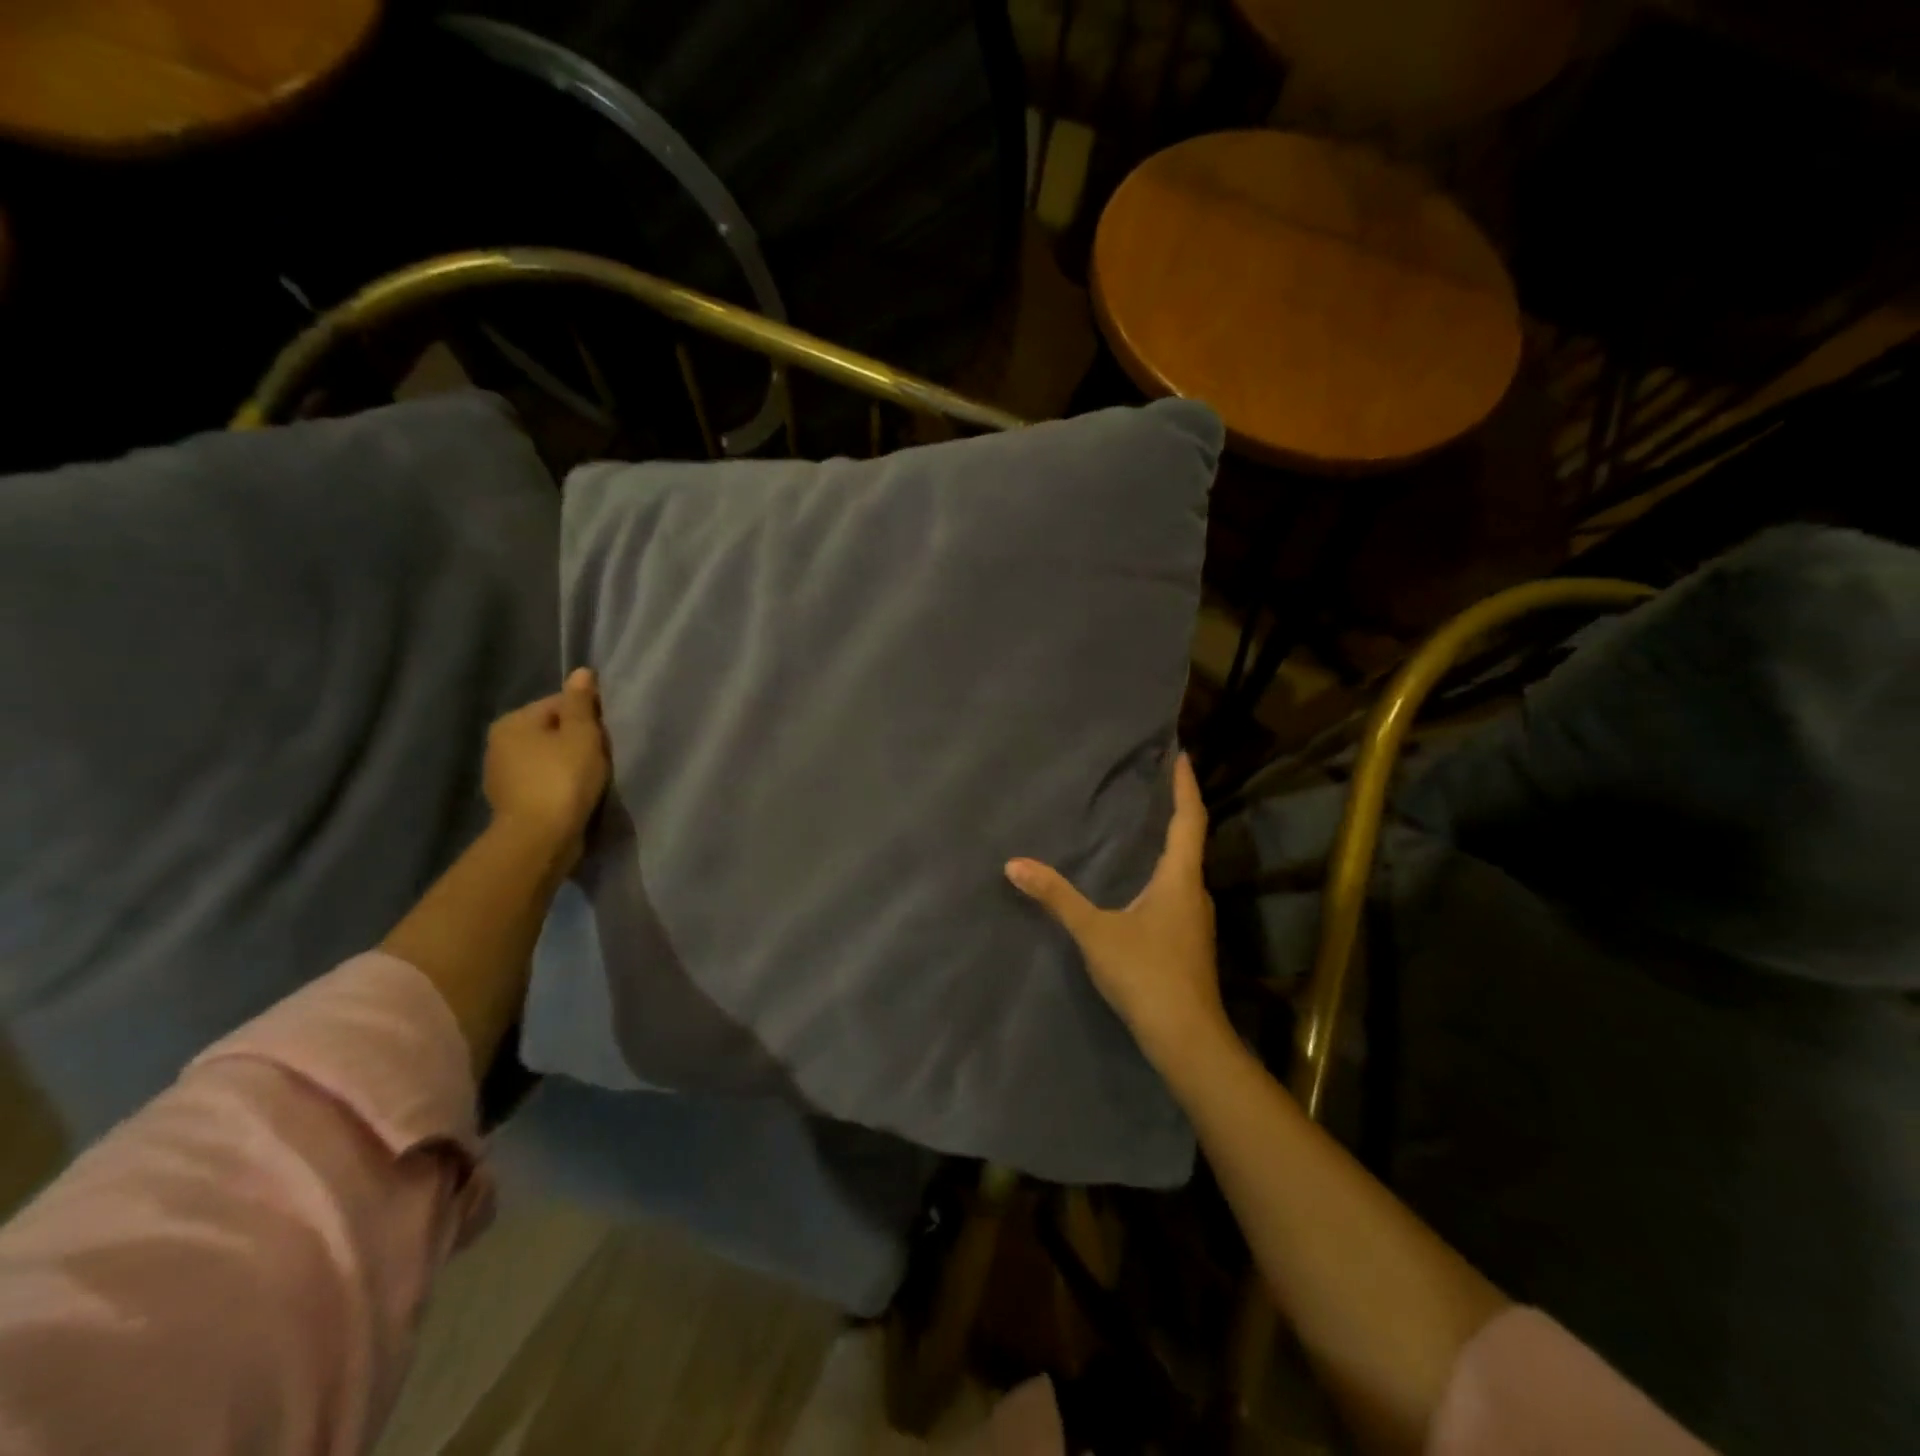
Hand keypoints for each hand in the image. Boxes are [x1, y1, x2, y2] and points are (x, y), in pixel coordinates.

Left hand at [483, 667, 609, 869]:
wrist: (540, 838)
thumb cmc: (563, 779)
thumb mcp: (581, 735)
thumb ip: (581, 703)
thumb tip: (581, 672)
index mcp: (513, 722)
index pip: (558, 704)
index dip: (588, 714)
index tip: (609, 732)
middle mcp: (500, 744)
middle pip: (551, 731)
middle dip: (577, 739)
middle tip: (605, 754)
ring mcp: (503, 775)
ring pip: (547, 758)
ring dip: (569, 763)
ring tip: (594, 776)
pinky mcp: (513, 802)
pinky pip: (543, 781)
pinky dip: (560, 784)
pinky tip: (577, 794)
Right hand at [1005, 752, 1228, 1070]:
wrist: (1187, 1038)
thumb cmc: (1146, 974)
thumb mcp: (1095, 932)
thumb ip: (1056, 896)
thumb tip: (1015, 864)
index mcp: (1179, 878)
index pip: (1189, 820)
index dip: (1185, 787)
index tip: (1181, 756)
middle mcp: (1194, 892)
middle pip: (1190, 841)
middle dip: (1176, 811)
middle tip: (1154, 787)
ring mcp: (1195, 919)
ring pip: (1184, 869)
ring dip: (1169, 844)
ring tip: (1143, 827)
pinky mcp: (1188, 941)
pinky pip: (1176, 891)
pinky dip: (1162, 873)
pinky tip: (1140, 883)